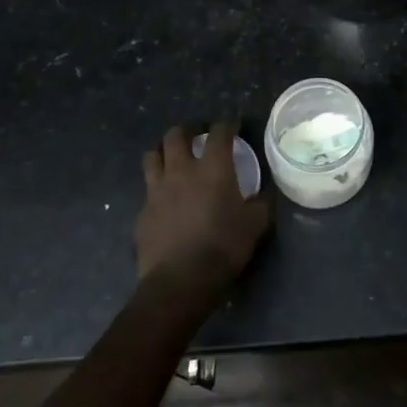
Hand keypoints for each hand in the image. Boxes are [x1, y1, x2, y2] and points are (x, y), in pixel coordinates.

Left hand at [137, 123, 270, 299]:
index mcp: (213, 168)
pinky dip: (157, 188)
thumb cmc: (223, 247)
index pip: (219, 132)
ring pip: (152, 156)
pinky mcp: (143, 212)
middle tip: (197, 136)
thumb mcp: (255, 224)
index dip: (228, 125)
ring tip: (172, 157)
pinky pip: (148, 190)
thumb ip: (261, 203)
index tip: (234, 127)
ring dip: (163, 151)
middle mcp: (182, 170)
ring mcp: (157, 190)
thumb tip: (264, 193)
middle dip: (187, 130)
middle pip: (176, 135)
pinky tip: (165, 200)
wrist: (180, 281)